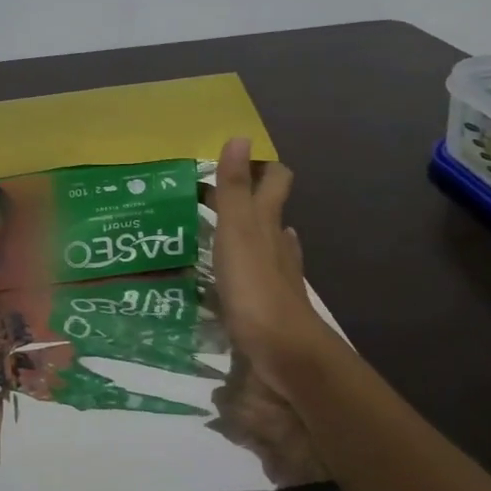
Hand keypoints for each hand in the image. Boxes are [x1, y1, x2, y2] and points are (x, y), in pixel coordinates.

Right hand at [211, 137, 337, 397]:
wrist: (283, 354)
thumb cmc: (255, 288)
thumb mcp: (237, 232)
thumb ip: (235, 189)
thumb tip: (241, 136)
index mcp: (268, 223)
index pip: (274, 182)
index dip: (260, 167)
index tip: (231, 162)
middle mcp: (278, 245)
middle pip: (268, 212)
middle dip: (245, 200)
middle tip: (208, 197)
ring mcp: (277, 277)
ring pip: (264, 245)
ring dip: (244, 234)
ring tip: (212, 232)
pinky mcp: (267, 305)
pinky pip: (256, 277)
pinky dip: (243, 269)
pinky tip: (229, 277)